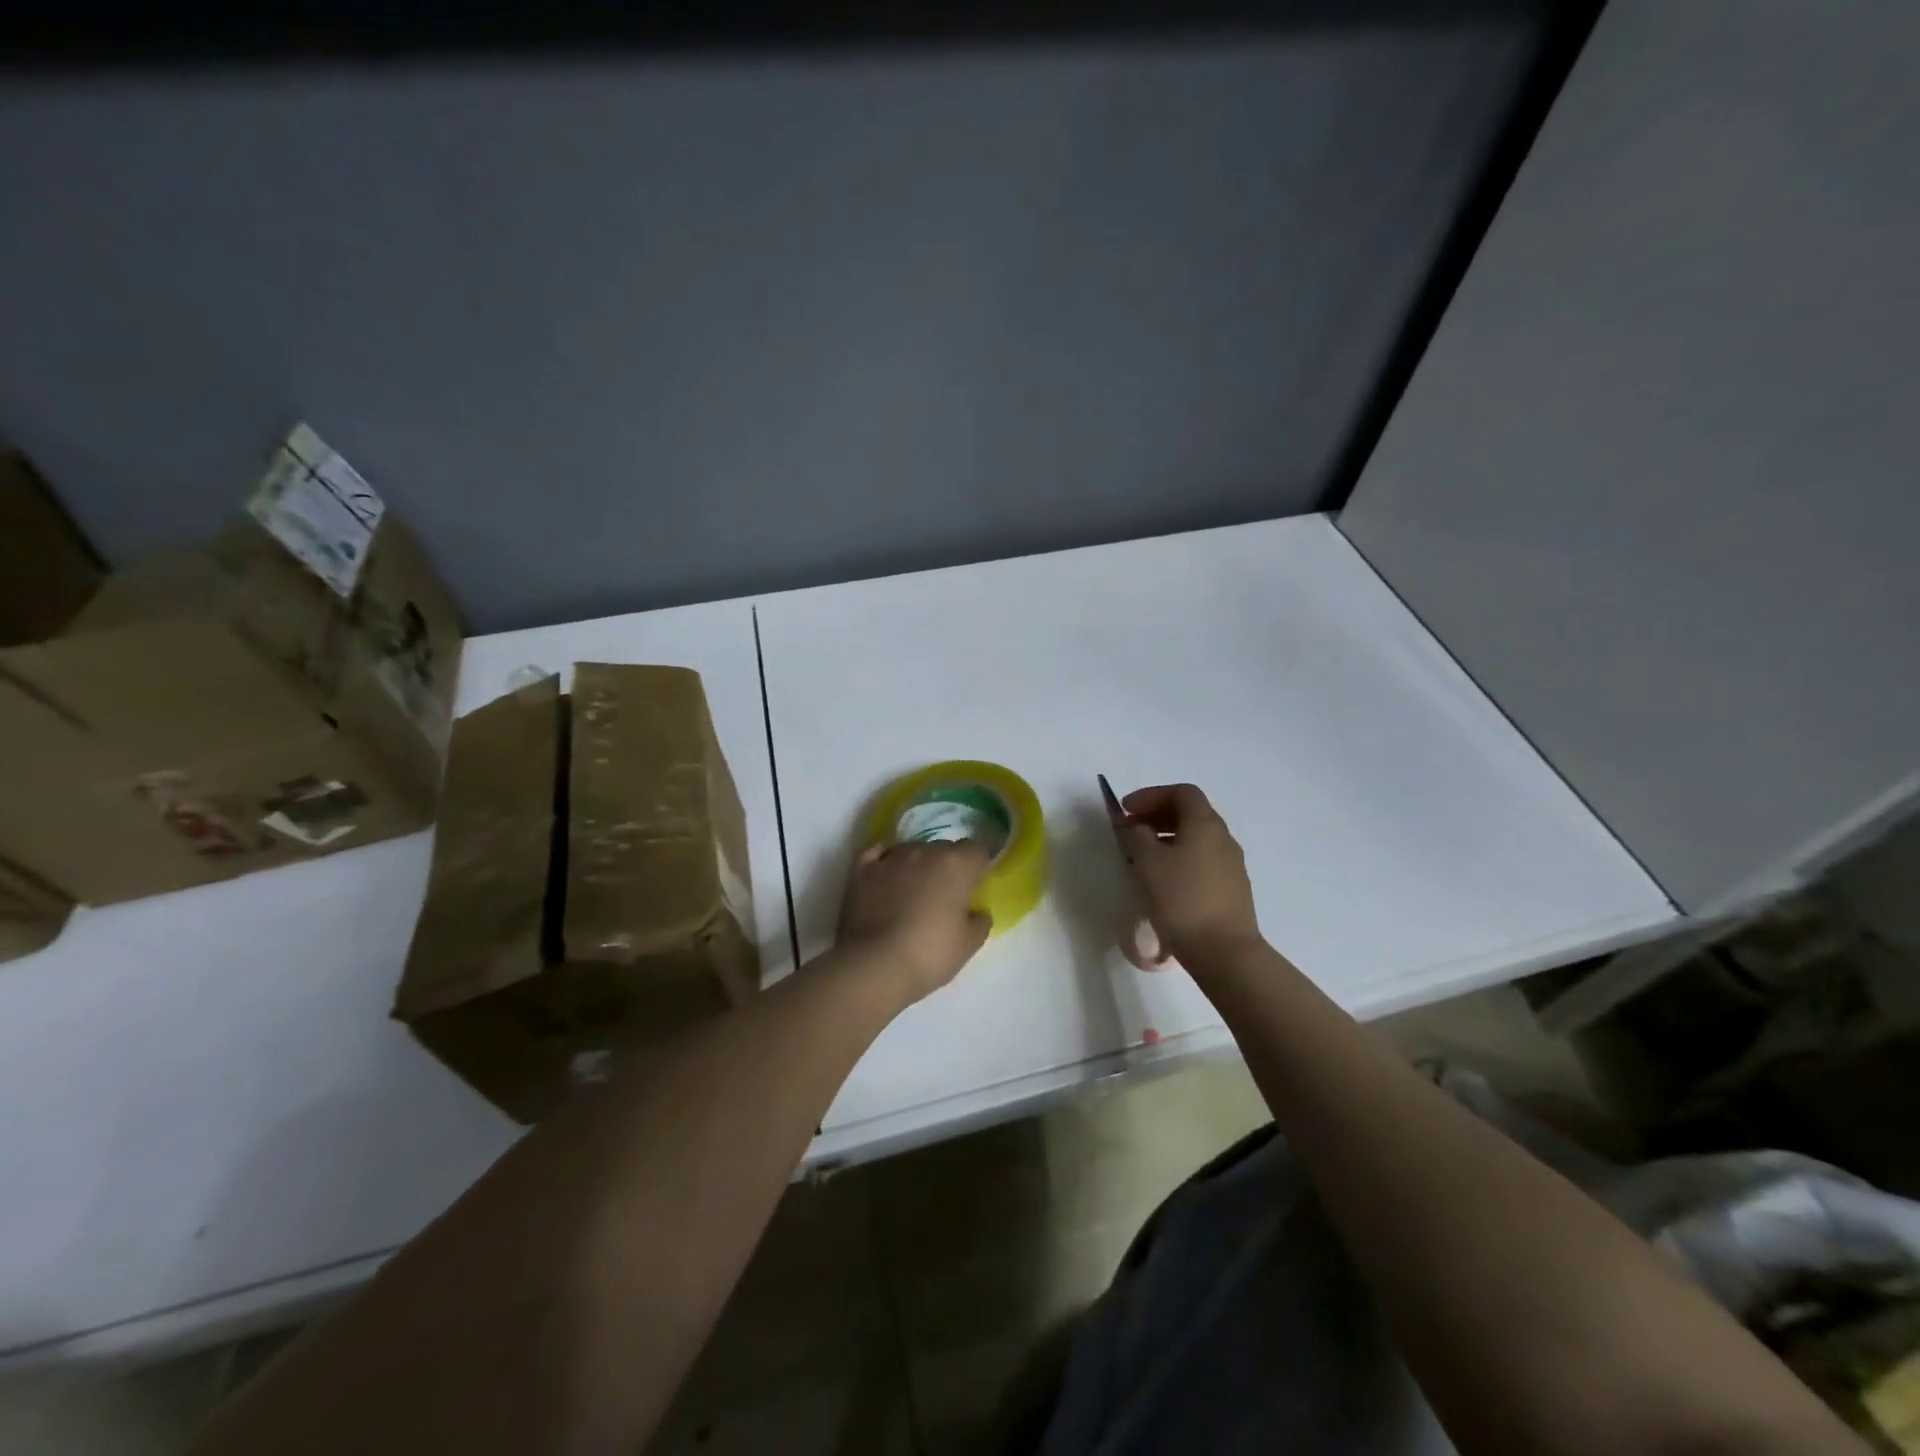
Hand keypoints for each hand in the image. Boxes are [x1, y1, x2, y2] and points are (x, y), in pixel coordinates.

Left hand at [836, 841, 993, 1003]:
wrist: (875, 966)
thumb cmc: (929, 955)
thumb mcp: (968, 945)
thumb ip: (980, 921)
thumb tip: (977, 911)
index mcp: (956, 865)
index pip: (976, 850)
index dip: (977, 867)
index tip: (974, 887)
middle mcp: (925, 852)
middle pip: (944, 848)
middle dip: (947, 866)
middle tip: (944, 896)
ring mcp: (891, 858)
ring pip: (911, 850)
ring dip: (917, 865)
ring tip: (911, 893)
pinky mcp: (861, 869)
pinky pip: (877, 853)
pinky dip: (883, 860)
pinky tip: (885, 873)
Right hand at [1116, 783, 1262, 965]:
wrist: (1224, 952)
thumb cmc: (1181, 899)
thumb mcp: (1148, 862)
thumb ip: (1136, 836)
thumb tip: (1137, 827)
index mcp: (1206, 824)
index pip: (1182, 792)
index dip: (1151, 795)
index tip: (1126, 810)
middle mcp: (1223, 839)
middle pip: (1191, 813)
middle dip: (1157, 816)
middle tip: (1130, 830)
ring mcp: (1232, 866)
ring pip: (1196, 839)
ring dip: (1167, 839)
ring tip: (1141, 858)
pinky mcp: (1232, 890)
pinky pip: (1202, 861)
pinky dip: (1179, 859)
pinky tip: (1163, 882)